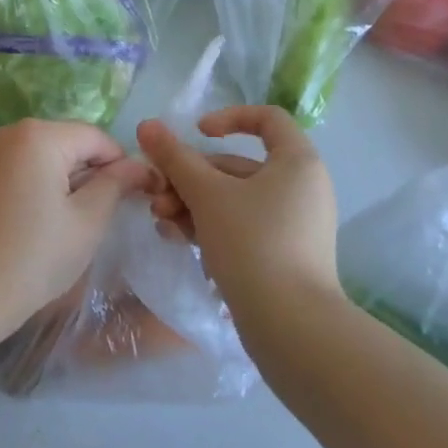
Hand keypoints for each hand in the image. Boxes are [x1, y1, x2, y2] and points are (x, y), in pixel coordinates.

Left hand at [0, 119, 152, 345]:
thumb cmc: (32, 257)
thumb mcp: (86, 223)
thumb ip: (115, 186)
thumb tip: (138, 166)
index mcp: (39, 135)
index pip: (96, 137)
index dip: (121, 165)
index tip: (136, 199)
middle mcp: (10, 132)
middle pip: (67, 142)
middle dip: (91, 173)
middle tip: (104, 217)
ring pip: (42, 157)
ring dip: (64, 181)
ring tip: (72, 225)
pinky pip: (17, 170)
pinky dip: (36, 187)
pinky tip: (37, 225)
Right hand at [136, 106, 340, 321]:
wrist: (293, 330)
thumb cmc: (253, 244)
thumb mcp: (206, 194)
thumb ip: (175, 157)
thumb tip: (147, 125)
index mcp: (297, 162)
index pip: (267, 119)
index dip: (229, 117)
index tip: (197, 133)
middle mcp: (300, 188)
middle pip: (236, 165)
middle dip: (190, 177)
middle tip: (157, 193)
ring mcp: (292, 225)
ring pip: (232, 199)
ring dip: (191, 203)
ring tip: (161, 221)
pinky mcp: (281, 256)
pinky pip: (240, 226)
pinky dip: (209, 226)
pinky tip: (176, 238)